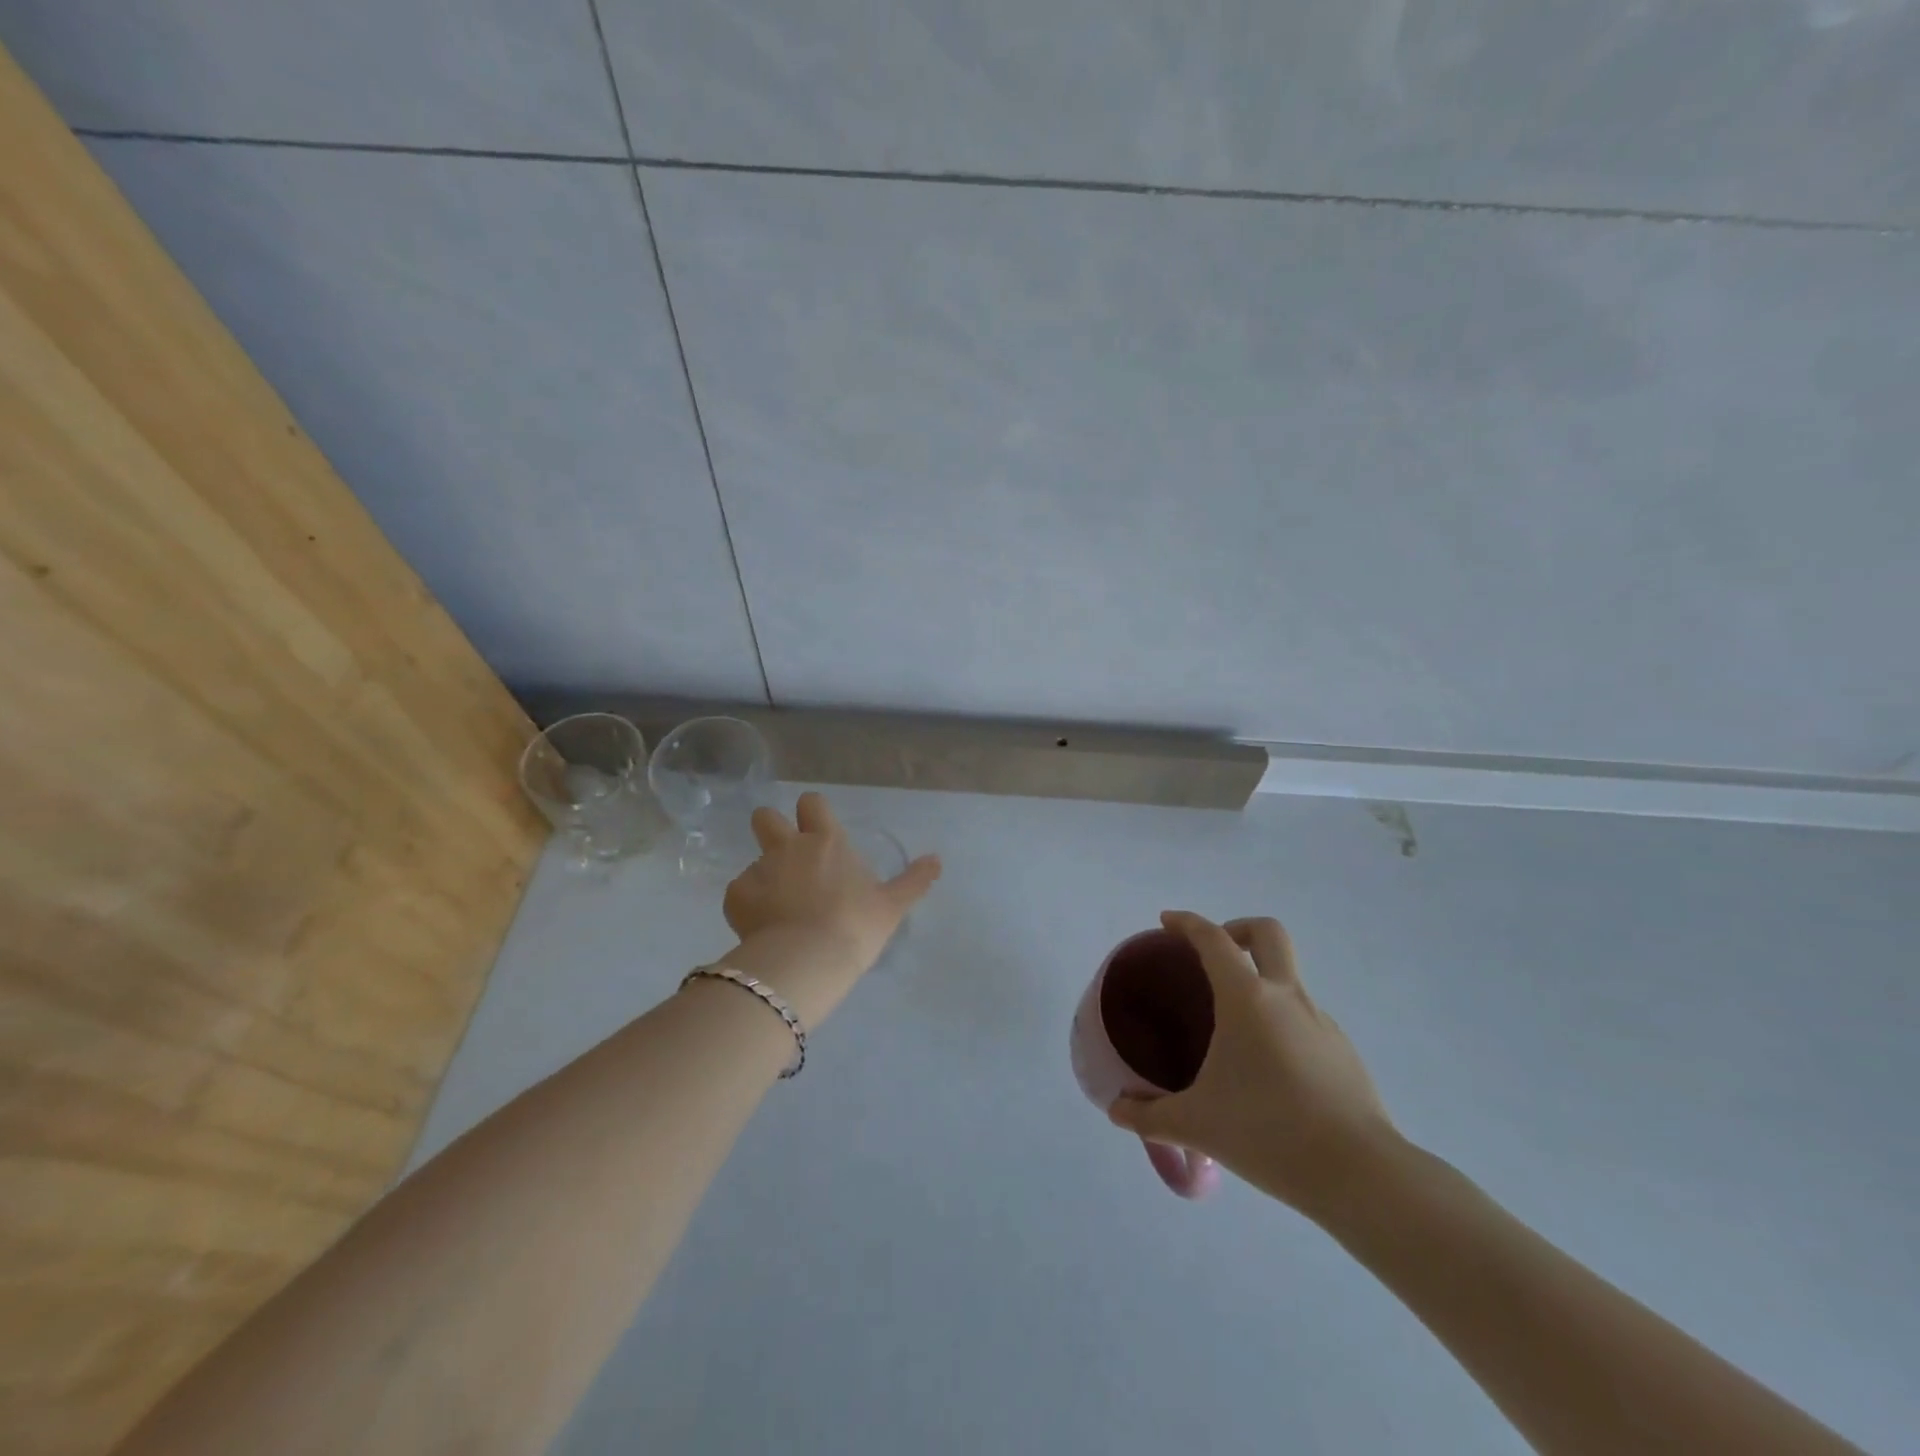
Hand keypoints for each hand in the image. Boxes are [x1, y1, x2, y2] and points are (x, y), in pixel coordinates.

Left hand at [721, 792, 940, 1021]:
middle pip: (765, 817)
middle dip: (771, 828)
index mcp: (826, 841)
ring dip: (765, 877)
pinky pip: (739, 892)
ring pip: (754, 861)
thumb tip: (937, 860)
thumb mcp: (892, 905)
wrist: (807, 959)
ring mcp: (758, 869)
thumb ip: (914, 880)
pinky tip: (763, 928)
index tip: (818, 830)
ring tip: (780, 908)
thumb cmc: (855, 926)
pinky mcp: (735, 896)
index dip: (812, 812)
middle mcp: (788, 846)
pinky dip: (748, 905)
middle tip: (787, 858)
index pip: (811, 802)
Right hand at [1109, 911, 1395, 1215]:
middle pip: (1268, 933)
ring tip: (1233, 1029)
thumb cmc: (1268, 1132)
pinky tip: (1268, 1069)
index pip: (1213, 939)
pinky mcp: (1343, 1052)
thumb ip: (1149, 1116)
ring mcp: (1321, 1022)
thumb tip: (1116, 1112)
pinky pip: (1304, 1018)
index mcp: (1247, 999)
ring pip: (1289, 978)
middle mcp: (1287, 997)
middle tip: (1212, 956)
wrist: (1361, 1175)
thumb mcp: (1197, 1124)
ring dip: (1260, 982)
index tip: (1167, 923)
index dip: (1187, 923)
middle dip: (1238, 929)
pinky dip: (1280, 1022)